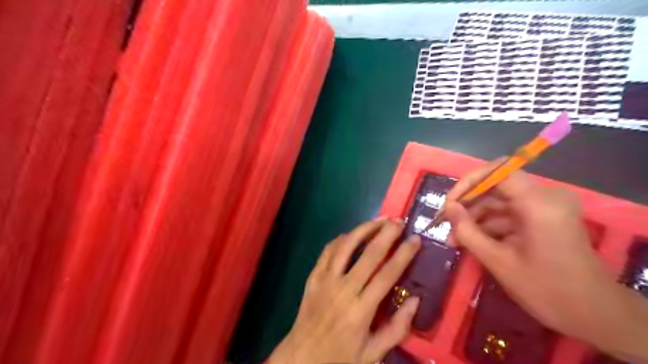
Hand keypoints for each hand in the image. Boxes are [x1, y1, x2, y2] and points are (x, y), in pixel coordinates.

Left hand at [267, 219, 420, 363]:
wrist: (301, 359)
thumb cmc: (340, 358)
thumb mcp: (373, 353)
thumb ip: (397, 328)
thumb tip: (416, 300)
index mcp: (361, 310)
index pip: (387, 274)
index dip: (404, 254)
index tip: (415, 239)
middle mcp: (344, 289)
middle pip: (369, 254)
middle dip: (386, 234)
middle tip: (399, 221)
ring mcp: (325, 280)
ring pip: (346, 247)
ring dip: (363, 230)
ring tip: (378, 220)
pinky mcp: (313, 277)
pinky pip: (327, 252)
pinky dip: (339, 240)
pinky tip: (350, 234)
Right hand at [444, 162, 647, 360]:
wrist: (594, 314)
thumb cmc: (545, 289)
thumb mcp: (498, 261)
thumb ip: (467, 231)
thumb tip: (448, 208)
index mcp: (538, 203)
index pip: (498, 171)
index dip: (469, 182)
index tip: (449, 204)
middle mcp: (545, 197)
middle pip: (496, 186)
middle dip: (468, 204)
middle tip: (445, 223)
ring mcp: (545, 207)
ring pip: (499, 201)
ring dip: (475, 217)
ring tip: (454, 239)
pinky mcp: (543, 217)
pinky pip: (508, 213)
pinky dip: (489, 225)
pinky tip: (470, 241)